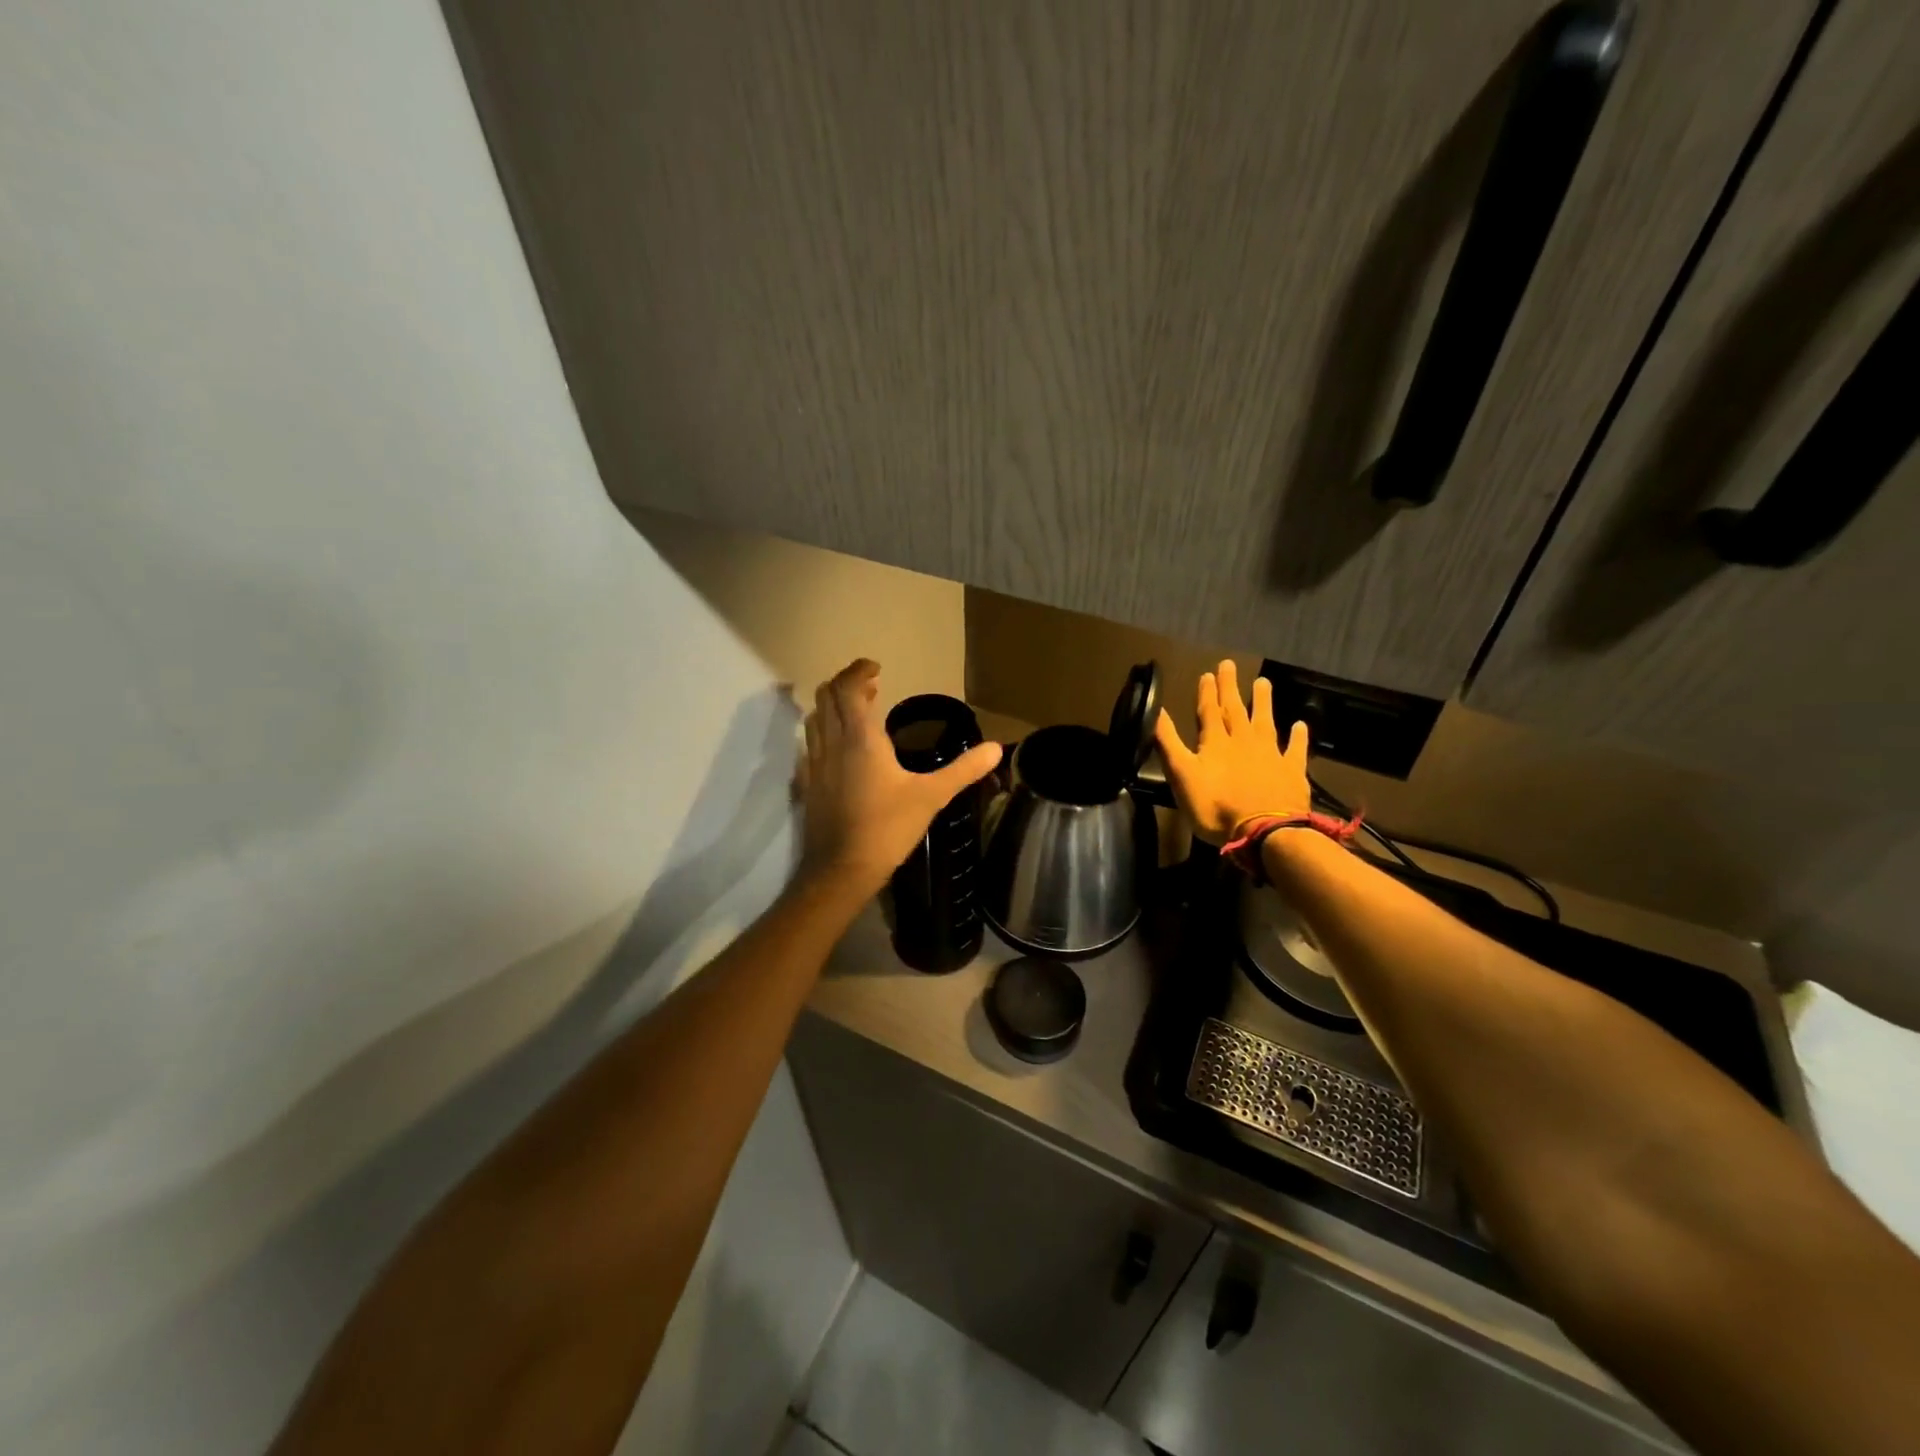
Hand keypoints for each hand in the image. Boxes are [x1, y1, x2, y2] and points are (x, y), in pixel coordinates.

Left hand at [797, 659, 1003, 896]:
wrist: (841, 870)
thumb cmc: (887, 828)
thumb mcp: (931, 797)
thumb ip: (963, 770)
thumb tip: (996, 748)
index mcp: (860, 738)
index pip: (848, 688)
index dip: (859, 671)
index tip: (876, 667)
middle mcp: (832, 743)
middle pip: (826, 696)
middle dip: (847, 683)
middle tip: (872, 686)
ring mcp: (815, 764)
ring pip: (815, 718)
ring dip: (833, 705)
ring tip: (859, 711)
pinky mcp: (809, 784)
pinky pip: (811, 744)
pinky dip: (825, 731)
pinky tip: (842, 749)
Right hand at [1154, 659, 1310, 843]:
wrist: (1264, 832)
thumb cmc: (1215, 807)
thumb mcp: (1181, 775)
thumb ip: (1168, 743)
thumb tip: (1156, 711)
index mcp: (1215, 742)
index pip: (1208, 711)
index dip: (1207, 693)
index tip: (1207, 674)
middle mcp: (1243, 741)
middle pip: (1235, 709)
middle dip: (1230, 688)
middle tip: (1229, 665)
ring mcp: (1271, 754)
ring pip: (1265, 721)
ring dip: (1263, 702)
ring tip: (1263, 682)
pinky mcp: (1292, 771)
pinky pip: (1296, 749)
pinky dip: (1298, 736)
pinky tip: (1300, 725)